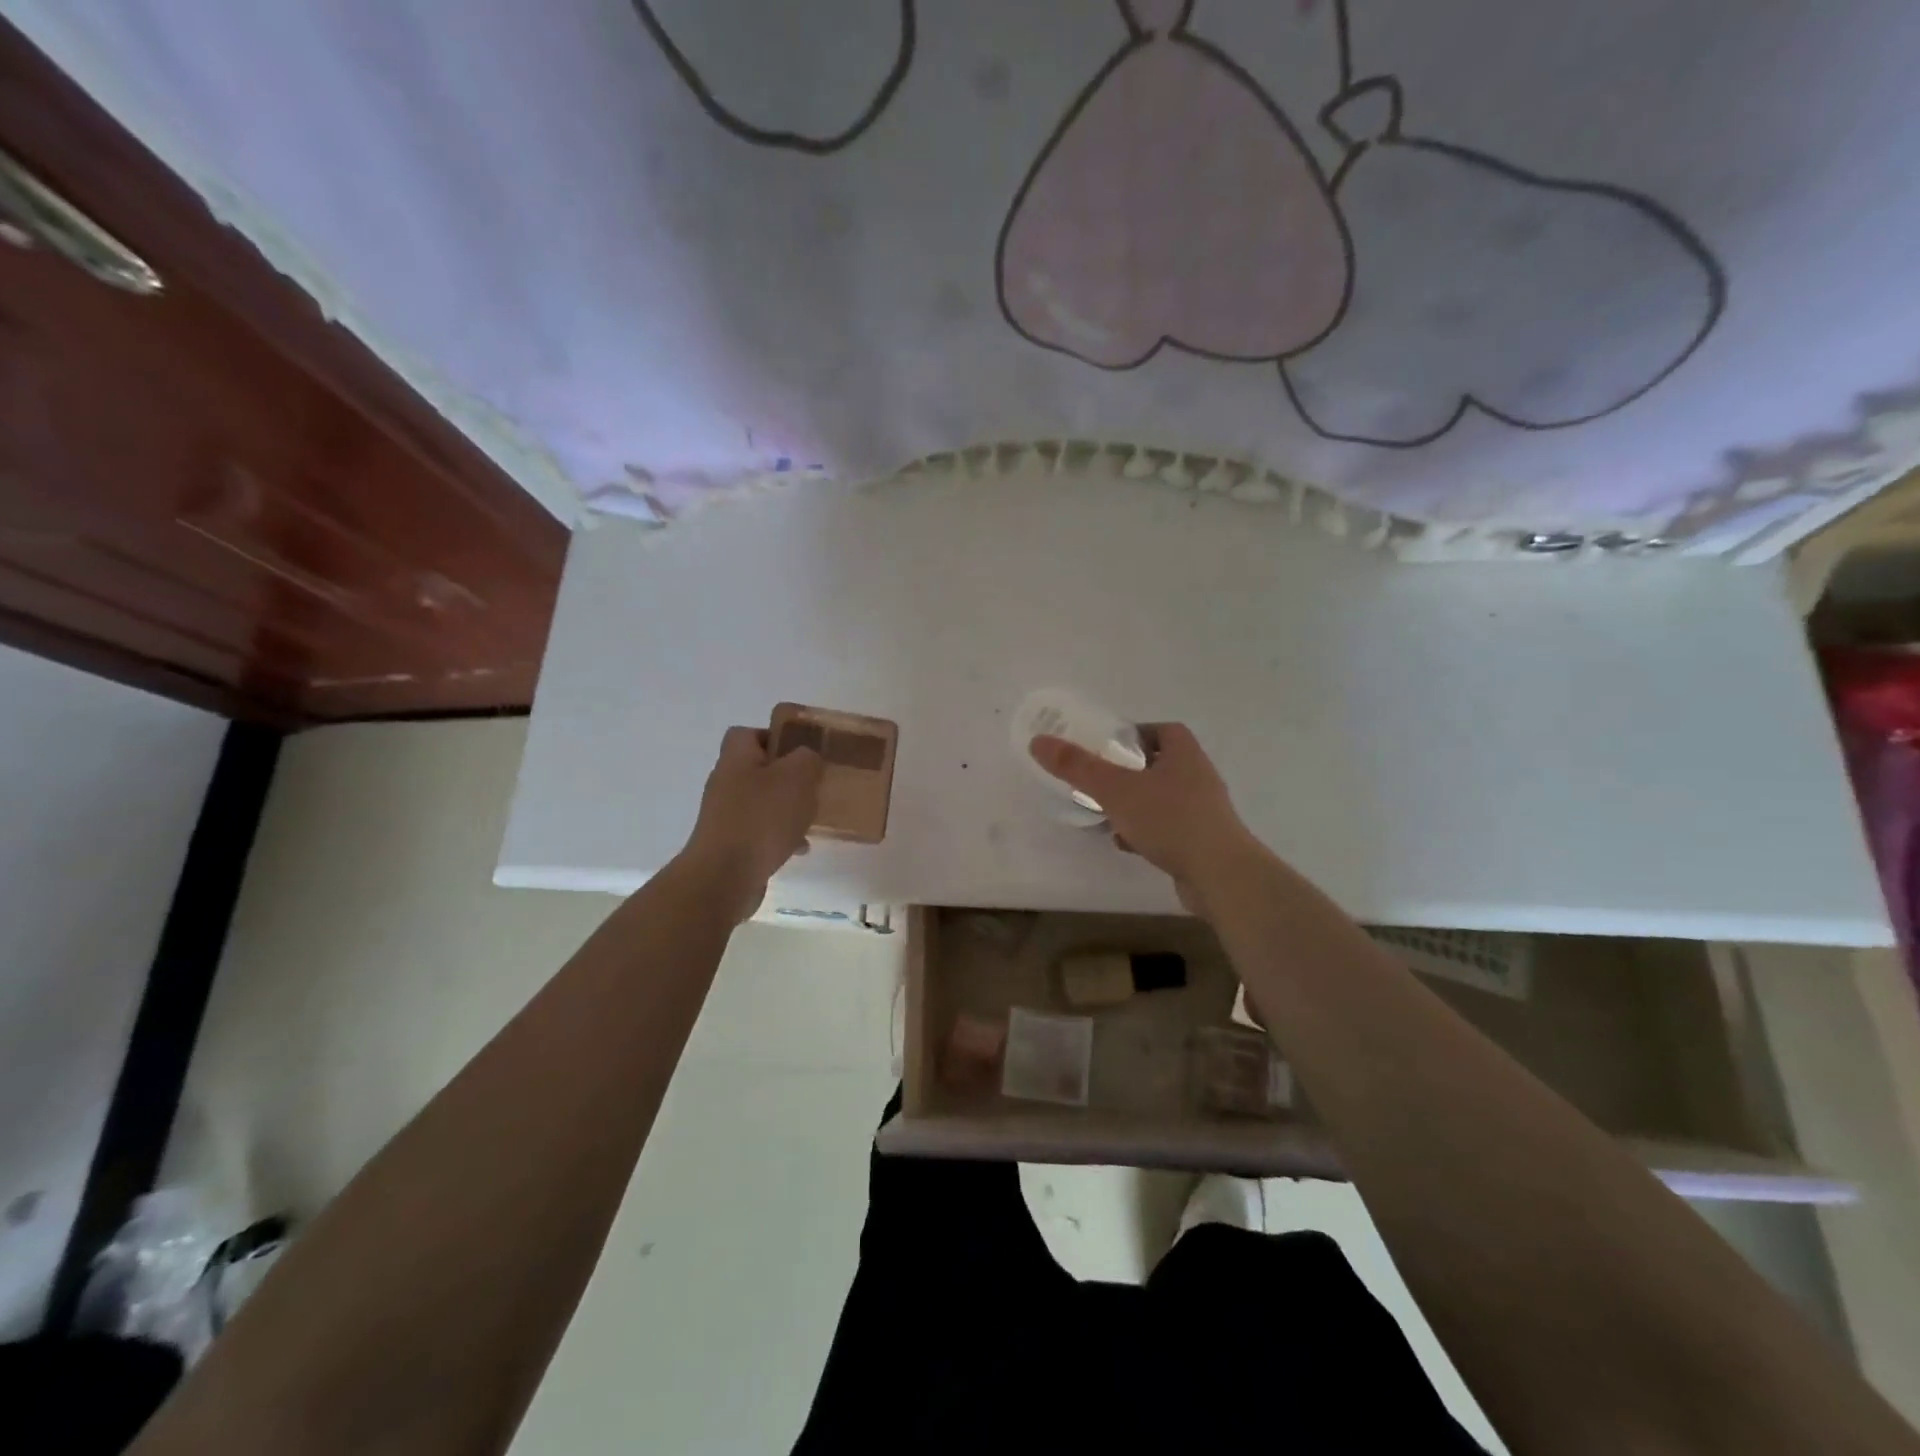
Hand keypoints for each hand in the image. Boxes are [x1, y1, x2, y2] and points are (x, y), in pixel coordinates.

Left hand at [683, 726, 823, 921]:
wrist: (725, 876)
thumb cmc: (762, 818)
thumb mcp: (798, 777)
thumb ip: (807, 759)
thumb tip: (806, 759)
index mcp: (736, 758)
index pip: (748, 733)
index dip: (775, 737)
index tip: (802, 751)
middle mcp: (725, 782)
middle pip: (758, 769)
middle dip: (787, 778)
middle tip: (812, 786)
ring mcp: (724, 816)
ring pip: (762, 802)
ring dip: (786, 809)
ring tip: (809, 820)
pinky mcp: (728, 844)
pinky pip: (759, 832)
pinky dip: (779, 836)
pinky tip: (798, 848)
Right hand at [1029, 723, 1259, 917]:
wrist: (1220, 875)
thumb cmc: (1170, 820)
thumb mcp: (1115, 789)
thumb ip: (1077, 766)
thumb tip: (1039, 741)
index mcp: (1184, 753)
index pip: (1162, 730)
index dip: (1135, 734)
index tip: (1107, 746)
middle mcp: (1199, 776)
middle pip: (1160, 764)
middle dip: (1130, 771)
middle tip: (1100, 779)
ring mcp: (1204, 811)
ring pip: (1163, 798)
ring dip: (1136, 803)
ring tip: (1107, 812)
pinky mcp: (1203, 841)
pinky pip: (1169, 828)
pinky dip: (1146, 831)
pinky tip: (1125, 843)